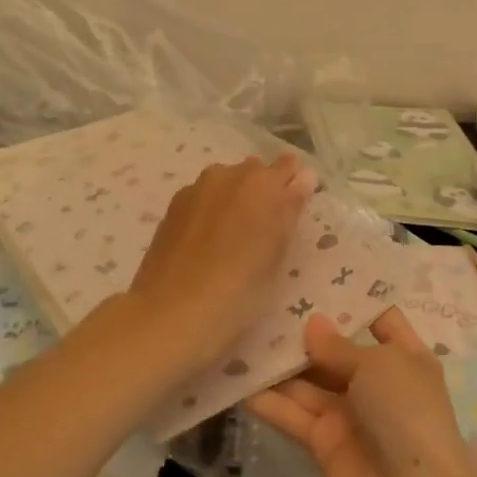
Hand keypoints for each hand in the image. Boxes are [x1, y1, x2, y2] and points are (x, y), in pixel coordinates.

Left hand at [118, 152, 314, 374]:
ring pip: (225, 182)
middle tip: (263, 229)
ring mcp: (197, 187)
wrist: (173, 311)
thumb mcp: (278, 252)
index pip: (288, 165)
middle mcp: (229, 174)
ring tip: (231, 238)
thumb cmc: (241, 288)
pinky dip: (210, 210)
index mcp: (263, 183)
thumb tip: (303, 177)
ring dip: (233, 198)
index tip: (293, 207)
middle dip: (262, 191)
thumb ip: (291, 208)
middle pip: (254, 171)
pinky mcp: (174, 204)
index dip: (292, 183)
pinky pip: (202, 197)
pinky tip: (206, 243)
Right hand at [248, 311, 476, 476]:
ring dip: (281, 363)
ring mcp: (350, 413)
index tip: (316, 275)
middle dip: (306, 330)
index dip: (352, 298)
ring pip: (309, 381)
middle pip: (336, 349)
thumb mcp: (378, 367)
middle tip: (266, 299)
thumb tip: (312, 323)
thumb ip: (339, 346)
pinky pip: (294, 414)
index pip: (379, 318)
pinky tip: (238, 380)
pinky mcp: (324, 443)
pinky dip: (269, 400)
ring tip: (243, 331)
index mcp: (405, 357)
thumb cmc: (406, 415)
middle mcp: (377, 382)